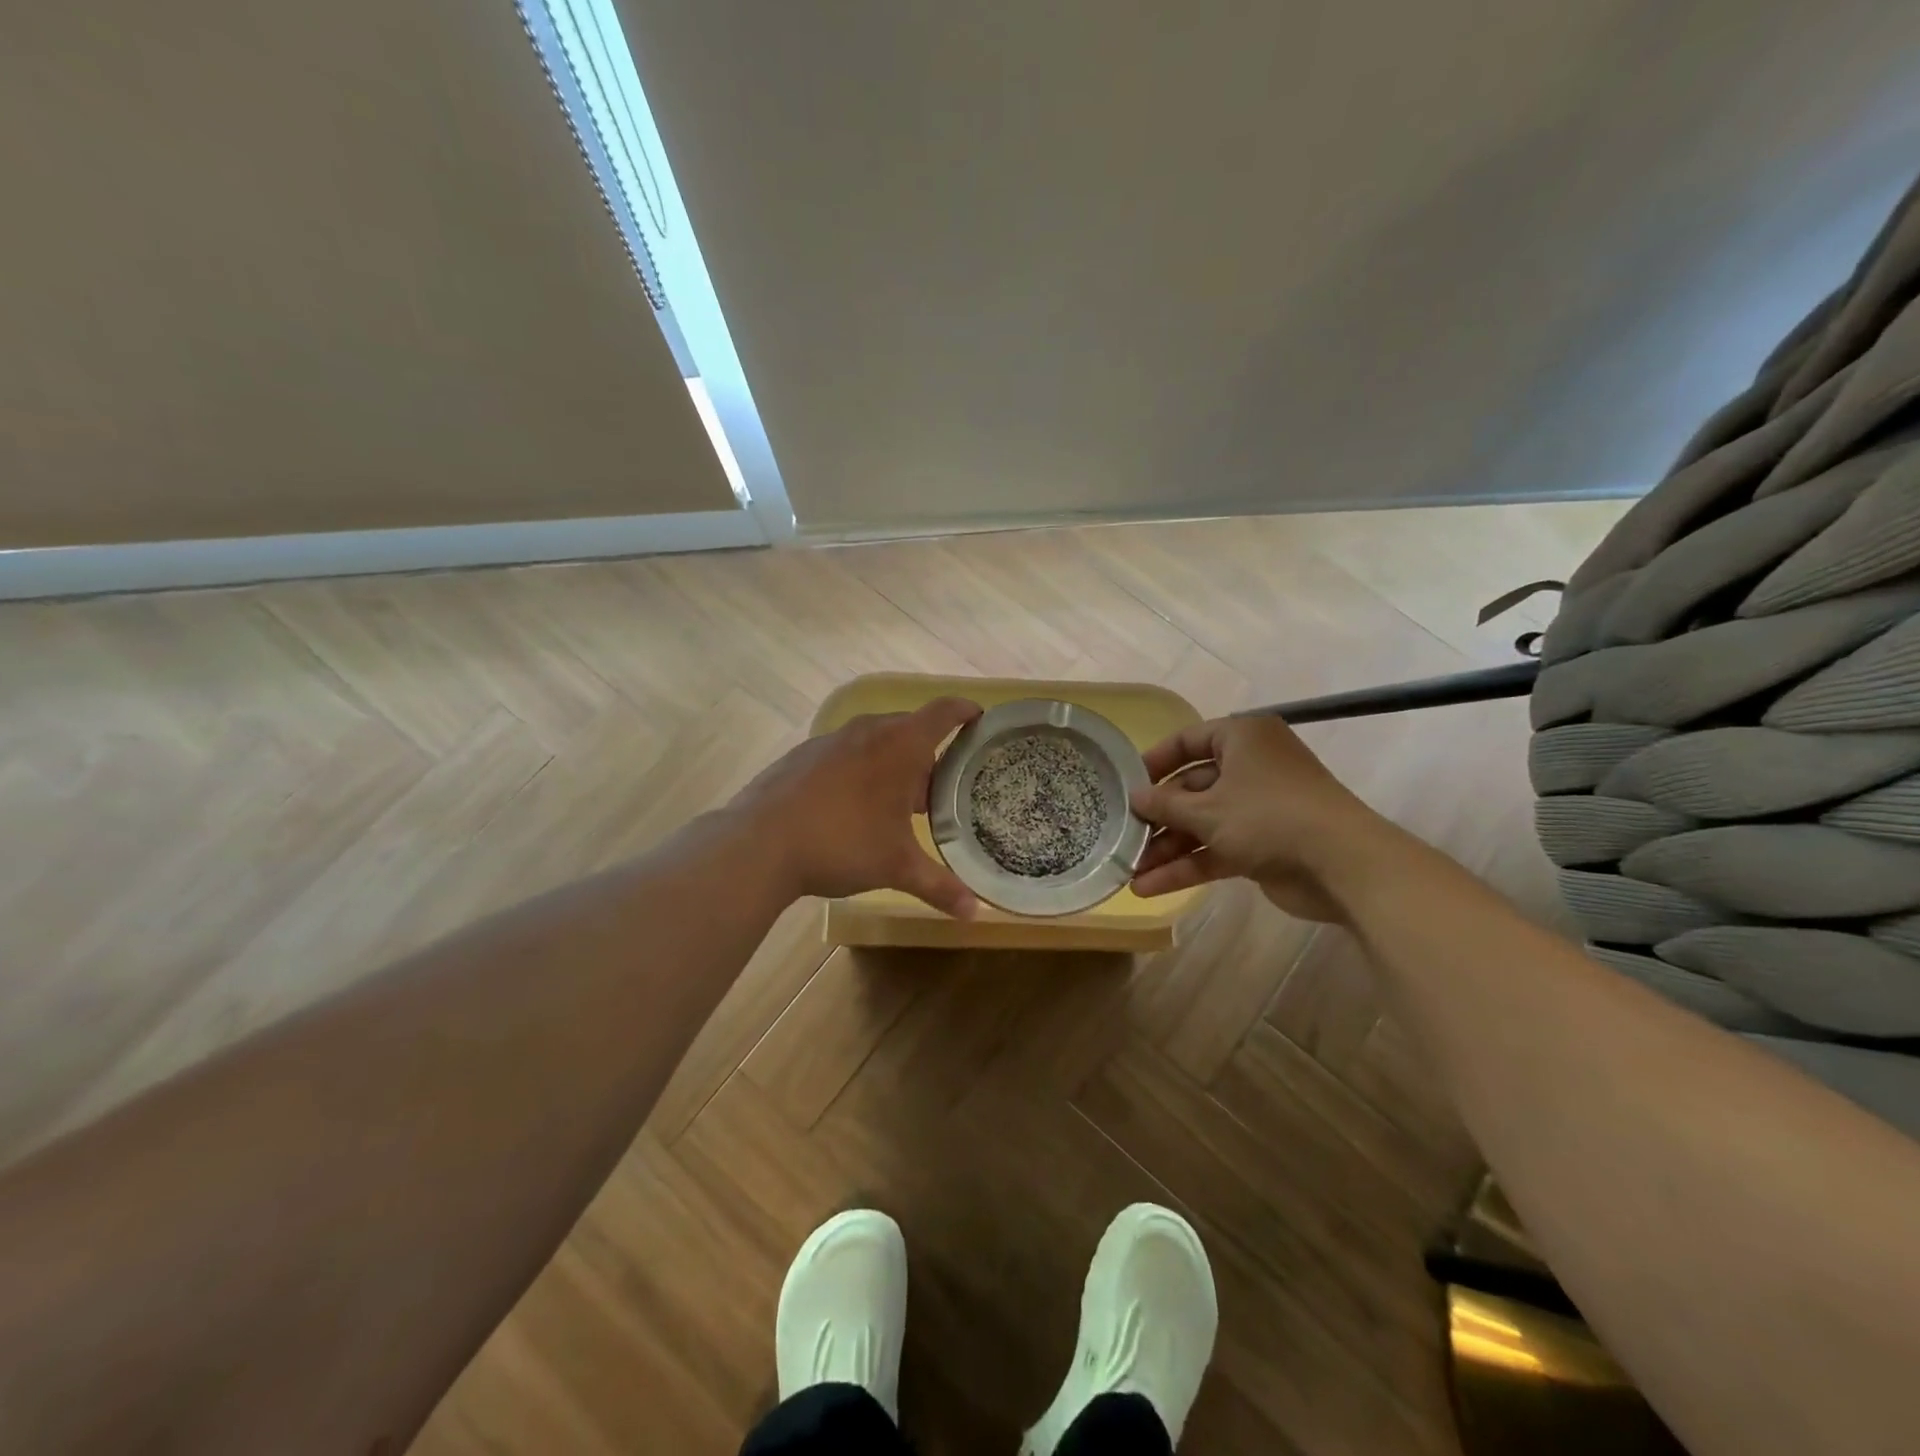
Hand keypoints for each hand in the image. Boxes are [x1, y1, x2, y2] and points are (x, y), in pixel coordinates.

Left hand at [733, 697, 982, 917]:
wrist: (760, 843)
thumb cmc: (843, 843)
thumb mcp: (897, 867)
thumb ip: (939, 886)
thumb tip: (975, 912)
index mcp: (900, 745)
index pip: (944, 713)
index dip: (965, 711)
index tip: (979, 719)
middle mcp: (867, 731)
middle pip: (909, 728)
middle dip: (928, 753)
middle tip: (938, 788)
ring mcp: (830, 740)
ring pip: (874, 740)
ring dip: (891, 762)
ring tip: (895, 803)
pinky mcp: (802, 755)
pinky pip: (844, 752)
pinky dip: (859, 768)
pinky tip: (850, 807)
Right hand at [1128, 714, 1394, 921]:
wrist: (1342, 865)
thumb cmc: (1268, 816)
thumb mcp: (1207, 809)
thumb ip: (1165, 804)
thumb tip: (1135, 798)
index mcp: (1242, 739)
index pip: (1189, 740)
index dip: (1156, 762)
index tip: (1127, 784)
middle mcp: (1250, 767)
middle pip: (1192, 788)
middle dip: (1158, 817)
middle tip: (1124, 835)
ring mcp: (1258, 808)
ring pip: (1202, 823)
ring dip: (1168, 848)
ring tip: (1130, 871)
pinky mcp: (1262, 845)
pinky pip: (1216, 849)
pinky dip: (1188, 865)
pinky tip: (1151, 887)